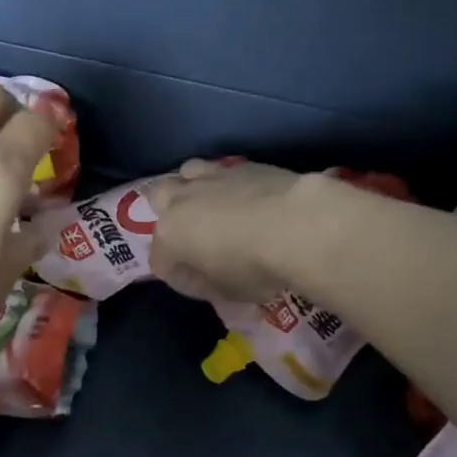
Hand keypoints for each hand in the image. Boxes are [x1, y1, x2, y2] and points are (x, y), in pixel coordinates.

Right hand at [146, 158, 315, 302]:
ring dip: (192, 186)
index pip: (160, 260)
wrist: (297, 225)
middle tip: (192, 233)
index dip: (178, 276)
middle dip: (169, 213)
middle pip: (158, 199)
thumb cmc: (254, 267)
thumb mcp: (227, 291)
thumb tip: (204, 276)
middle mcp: (182, 200)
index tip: (201, 286)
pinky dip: (227, 183)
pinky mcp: (243, 165)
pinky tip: (245, 195)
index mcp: (170, 235)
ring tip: (213, 203)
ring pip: (186, 172)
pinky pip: (223, 170)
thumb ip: (207, 283)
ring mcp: (212, 177)